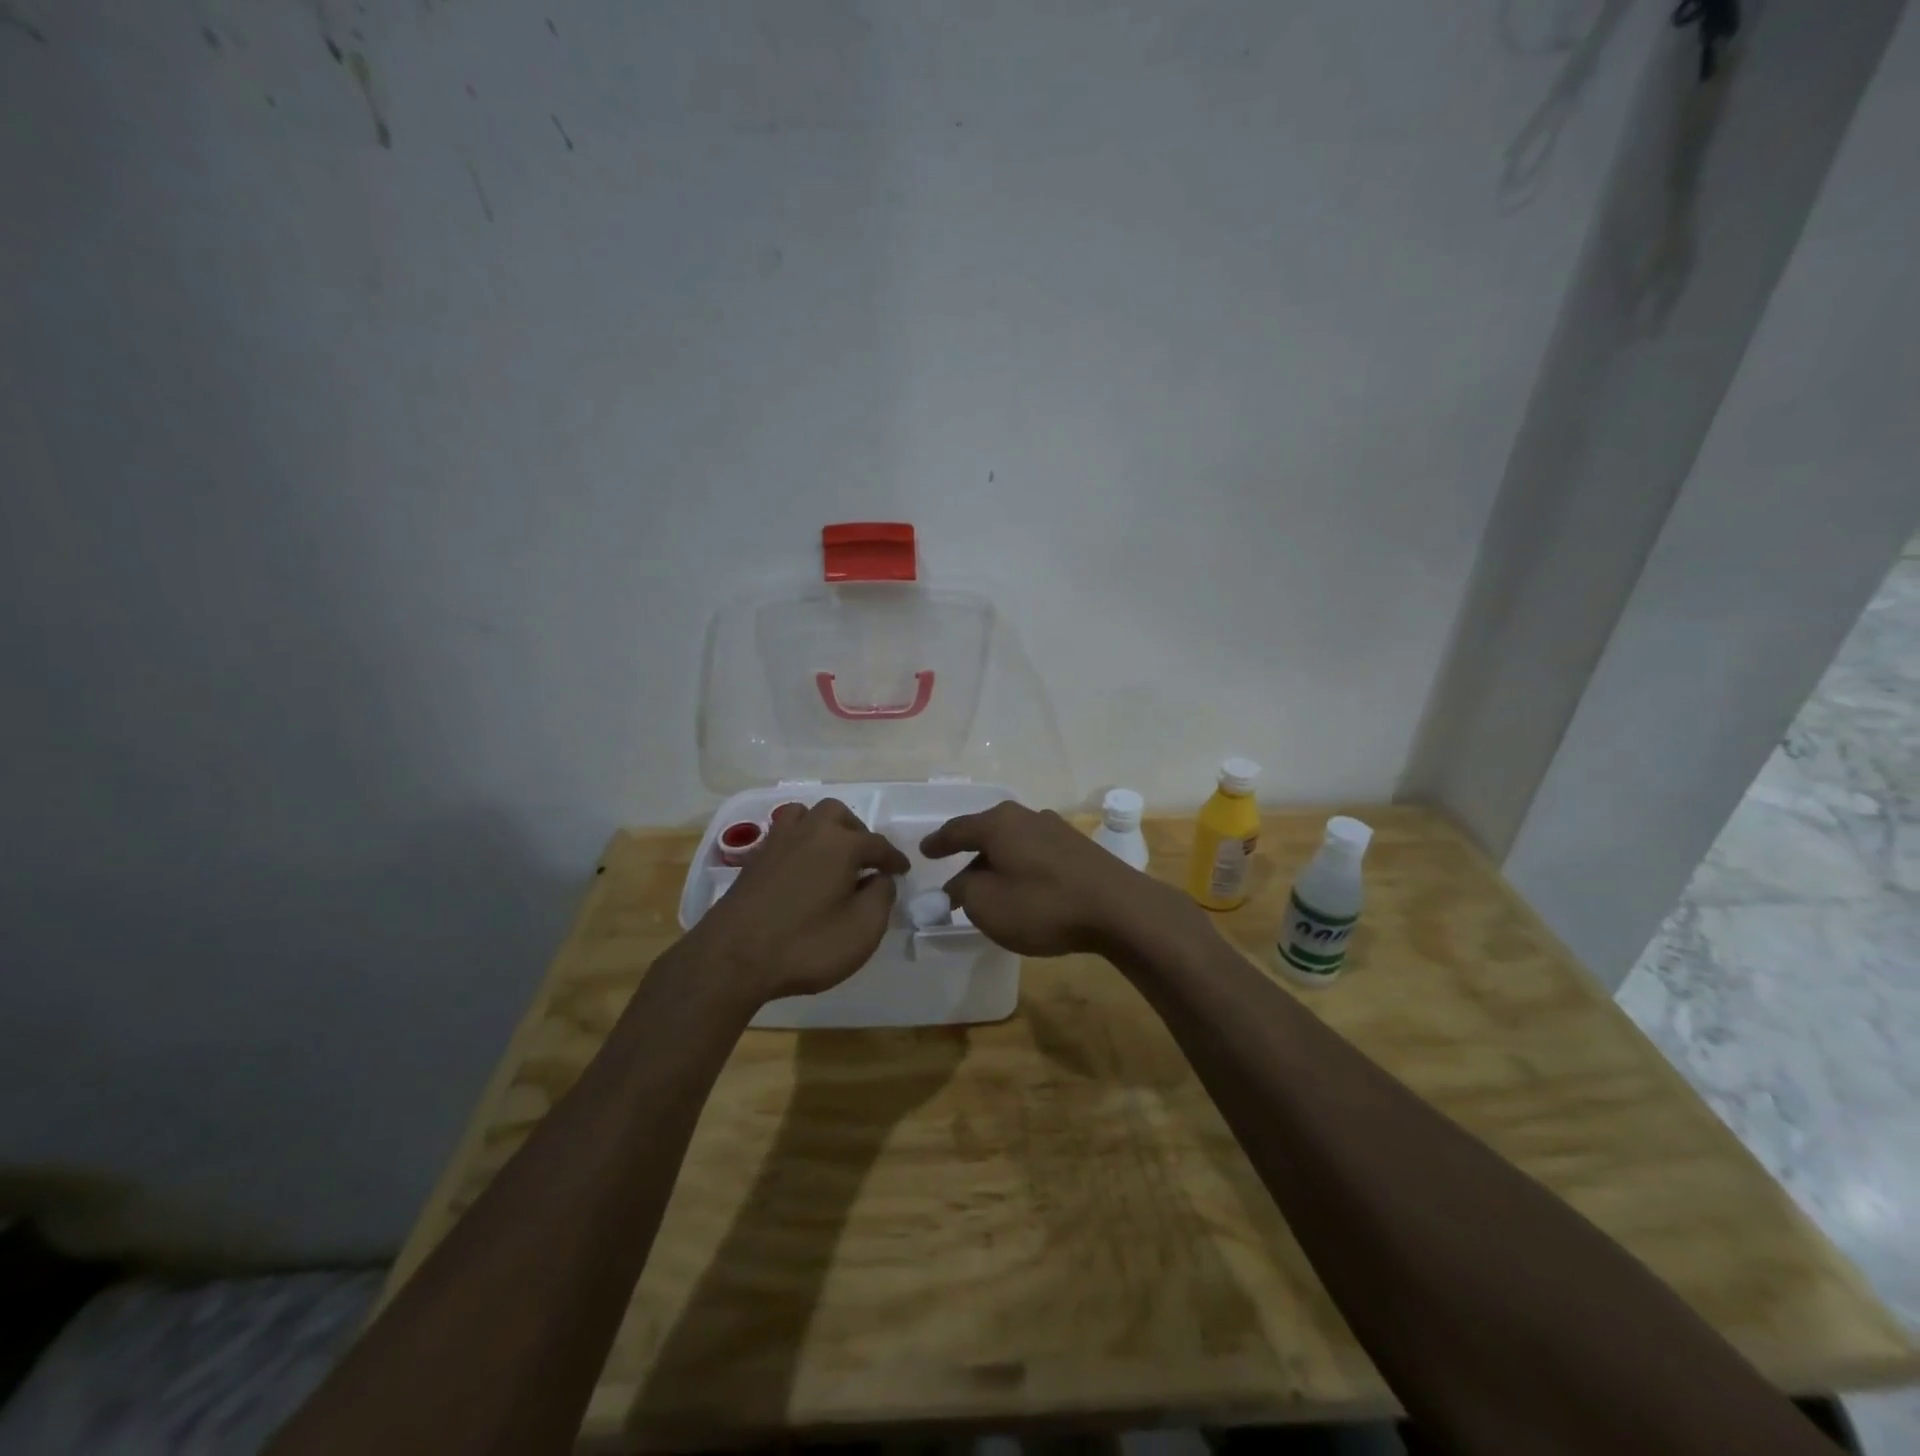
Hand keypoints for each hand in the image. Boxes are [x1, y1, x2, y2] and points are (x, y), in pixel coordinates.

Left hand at [688, 799, 909, 1005]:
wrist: (732, 958)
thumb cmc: (806, 944)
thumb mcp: (863, 929)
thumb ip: (881, 897)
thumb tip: (881, 878)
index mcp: (841, 844)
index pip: (877, 844)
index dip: (893, 859)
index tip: (902, 871)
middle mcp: (809, 832)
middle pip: (838, 814)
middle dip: (857, 832)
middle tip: (865, 860)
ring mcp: (776, 843)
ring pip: (804, 815)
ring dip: (823, 828)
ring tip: (830, 854)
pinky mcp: (753, 861)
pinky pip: (782, 835)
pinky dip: (798, 843)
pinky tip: (800, 868)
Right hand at [919, 801, 1199, 957]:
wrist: (1118, 909)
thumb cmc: (1043, 905)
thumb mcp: (987, 906)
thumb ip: (963, 892)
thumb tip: (959, 885)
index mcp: (997, 823)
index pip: (957, 829)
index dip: (938, 842)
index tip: (924, 851)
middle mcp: (1025, 816)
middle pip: (987, 834)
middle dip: (969, 855)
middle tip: (956, 878)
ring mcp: (1055, 829)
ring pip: (1013, 843)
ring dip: (998, 863)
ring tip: (991, 887)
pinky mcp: (1078, 847)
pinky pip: (1035, 853)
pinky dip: (1022, 867)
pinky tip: (1025, 888)